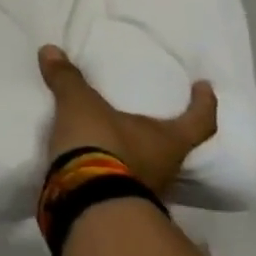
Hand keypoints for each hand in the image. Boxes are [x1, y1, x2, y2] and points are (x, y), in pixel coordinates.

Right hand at [38, 45, 216, 196]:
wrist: (84, 202)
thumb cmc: (101, 145)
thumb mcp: (80, 105)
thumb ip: (67, 79)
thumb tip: (50, 50)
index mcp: (168, 141)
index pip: (199, 122)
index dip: (204, 104)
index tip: (204, 86)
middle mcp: (165, 168)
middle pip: (175, 147)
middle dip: (165, 132)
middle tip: (153, 114)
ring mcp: (145, 192)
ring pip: (148, 167)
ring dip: (136, 153)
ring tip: (118, 135)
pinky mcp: (118, 205)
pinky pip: (121, 180)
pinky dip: (112, 169)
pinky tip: (96, 159)